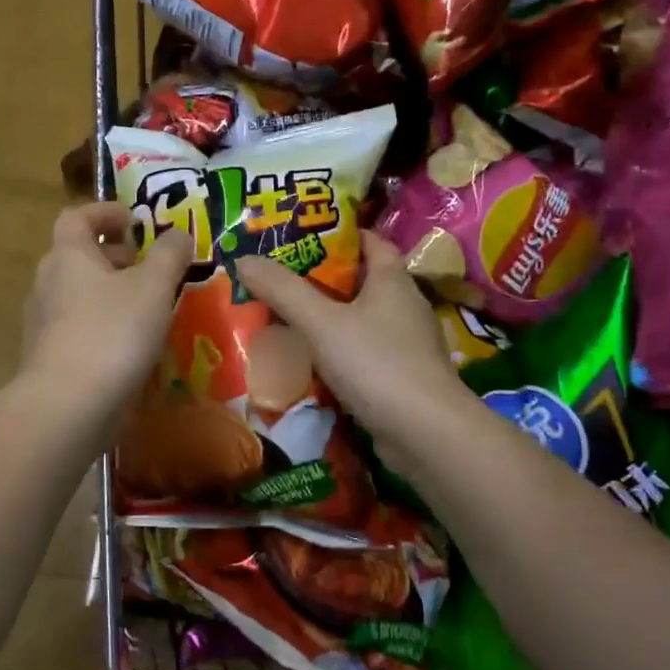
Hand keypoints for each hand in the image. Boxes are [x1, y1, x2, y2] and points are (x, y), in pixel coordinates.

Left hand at [22, 202, 192, 424]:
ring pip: (80, 293)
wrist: (68, 406)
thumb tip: (179, 232)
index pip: (78, 216)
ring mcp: (43, 322)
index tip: (137, 222)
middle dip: (116, 255)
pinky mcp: (49, 357)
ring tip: (149, 307)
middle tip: (150, 267)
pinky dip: (104, 324)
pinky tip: (131, 345)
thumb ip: (169, 255)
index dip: (106, 212)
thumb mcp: (153, 287)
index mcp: (68, 256)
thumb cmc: (112, 332)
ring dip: (112, 292)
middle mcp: (48, 283)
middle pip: (79, 256)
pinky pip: (79, 327)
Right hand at [237, 233, 471, 460]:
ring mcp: (408, 344)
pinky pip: (365, 354)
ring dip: (330, 320)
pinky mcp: (404, 377)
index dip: (339, 237)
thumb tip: (243, 259)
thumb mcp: (321, 323)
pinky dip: (340, 353)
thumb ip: (282, 290)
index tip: (303, 239)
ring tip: (288, 320)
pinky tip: (312, 364)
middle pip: (363, 282)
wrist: (426, 432)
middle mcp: (406, 306)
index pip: (371, 242)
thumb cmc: (376, 363)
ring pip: (363, 321)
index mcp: (393, 280)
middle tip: (282, 281)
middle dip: (324, 280)